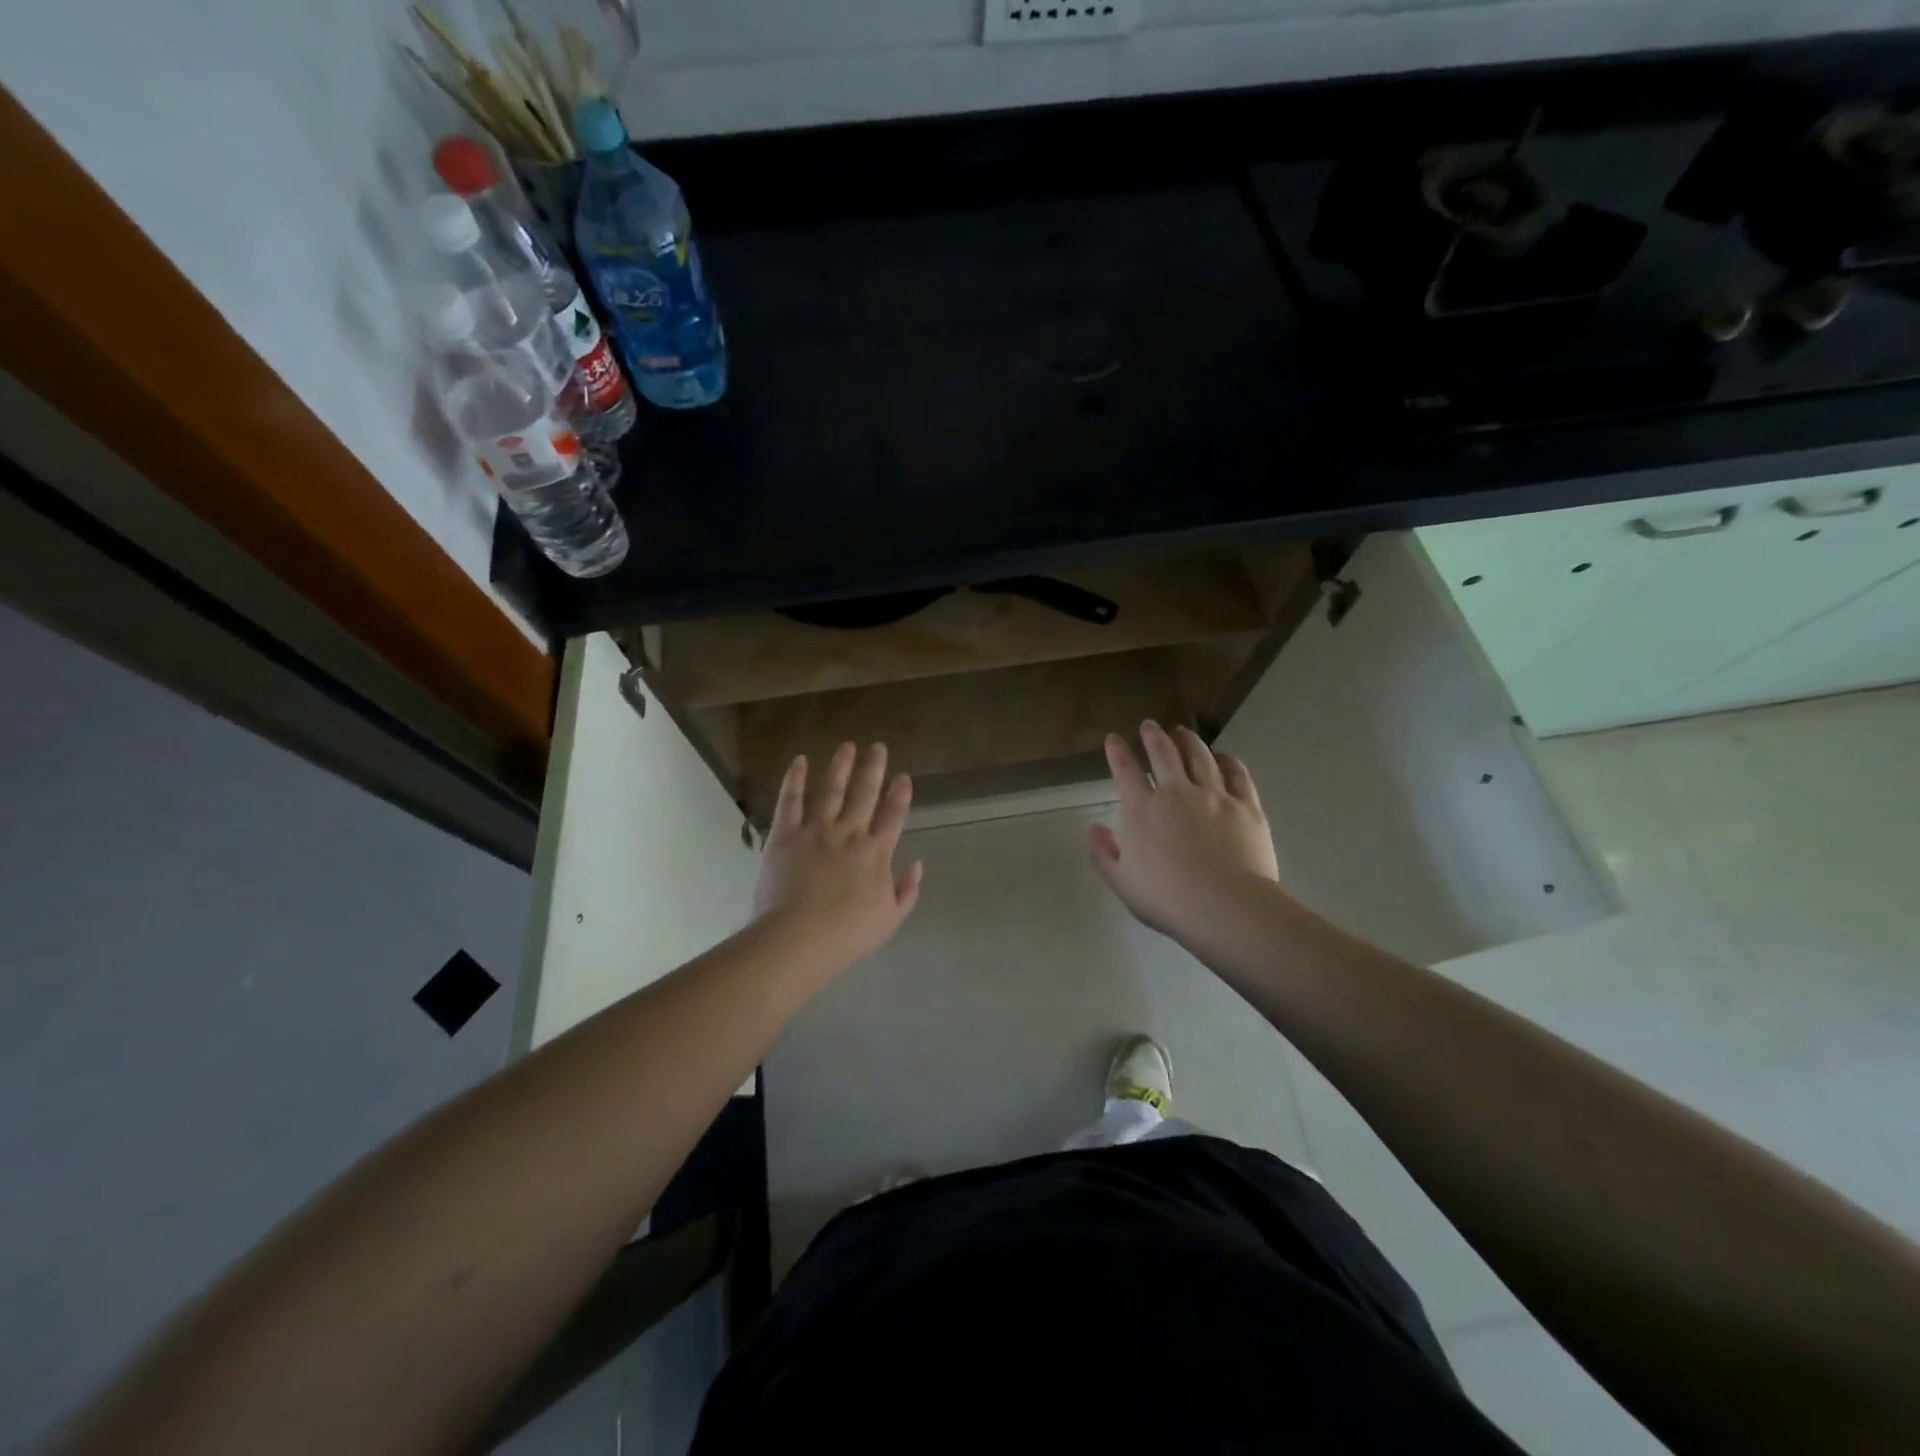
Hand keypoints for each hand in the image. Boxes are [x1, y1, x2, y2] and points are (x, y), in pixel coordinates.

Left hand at [753, 742, 922, 971]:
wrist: (799, 937)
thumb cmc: (848, 934)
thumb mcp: (890, 918)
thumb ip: (906, 890)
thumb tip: (916, 864)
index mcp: (876, 853)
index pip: (893, 816)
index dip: (900, 795)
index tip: (903, 777)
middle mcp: (849, 833)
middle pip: (865, 793)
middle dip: (874, 768)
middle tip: (878, 746)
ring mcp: (816, 830)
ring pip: (832, 789)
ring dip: (841, 766)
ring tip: (847, 746)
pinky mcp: (785, 834)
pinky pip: (791, 800)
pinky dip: (796, 779)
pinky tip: (800, 761)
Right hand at [1089, 721, 1279, 945]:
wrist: (1226, 907)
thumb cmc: (1167, 899)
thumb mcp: (1122, 882)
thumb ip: (1104, 853)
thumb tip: (1094, 828)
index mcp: (1142, 809)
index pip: (1125, 770)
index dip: (1117, 751)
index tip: (1114, 739)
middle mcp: (1176, 792)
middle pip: (1163, 753)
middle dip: (1153, 736)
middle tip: (1149, 725)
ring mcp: (1214, 795)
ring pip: (1200, 756)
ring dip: (1188, 740)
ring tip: (1183, 731)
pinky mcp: (1246, 806)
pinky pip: (1236, 774)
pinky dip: (1227, 760)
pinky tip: (1223, 755)